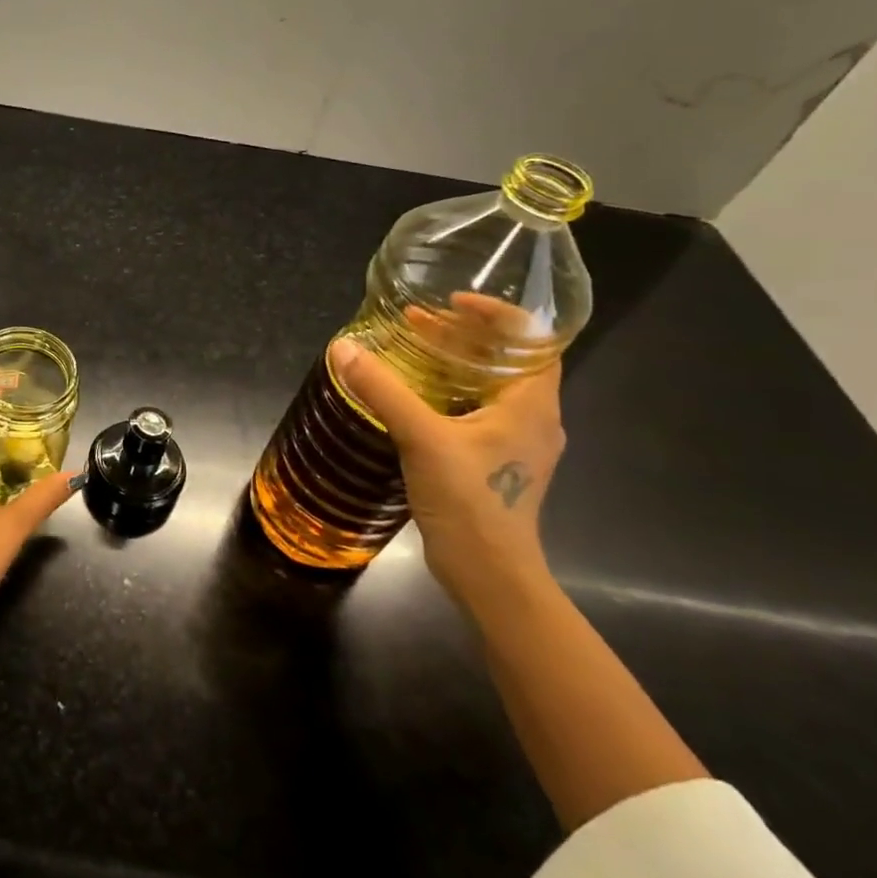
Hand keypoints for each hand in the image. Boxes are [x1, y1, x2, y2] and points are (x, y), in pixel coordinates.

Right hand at [329, 296, 564, 607]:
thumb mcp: (422, 438)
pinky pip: (477, 411)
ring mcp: (516, 443)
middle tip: (416, 323)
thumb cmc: (470, 500)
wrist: (489, 574)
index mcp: (532, 405)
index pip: (532, 340)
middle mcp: (533, 418)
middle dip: (463, 336)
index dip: (495, 313)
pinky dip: (449, 392)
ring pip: (490, 386)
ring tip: (412, 351)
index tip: (451, 303)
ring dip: (455, 364)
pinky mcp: (495, 462)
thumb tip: (343, 348)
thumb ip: (383, 390)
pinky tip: (414, 396)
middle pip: (507, 360)